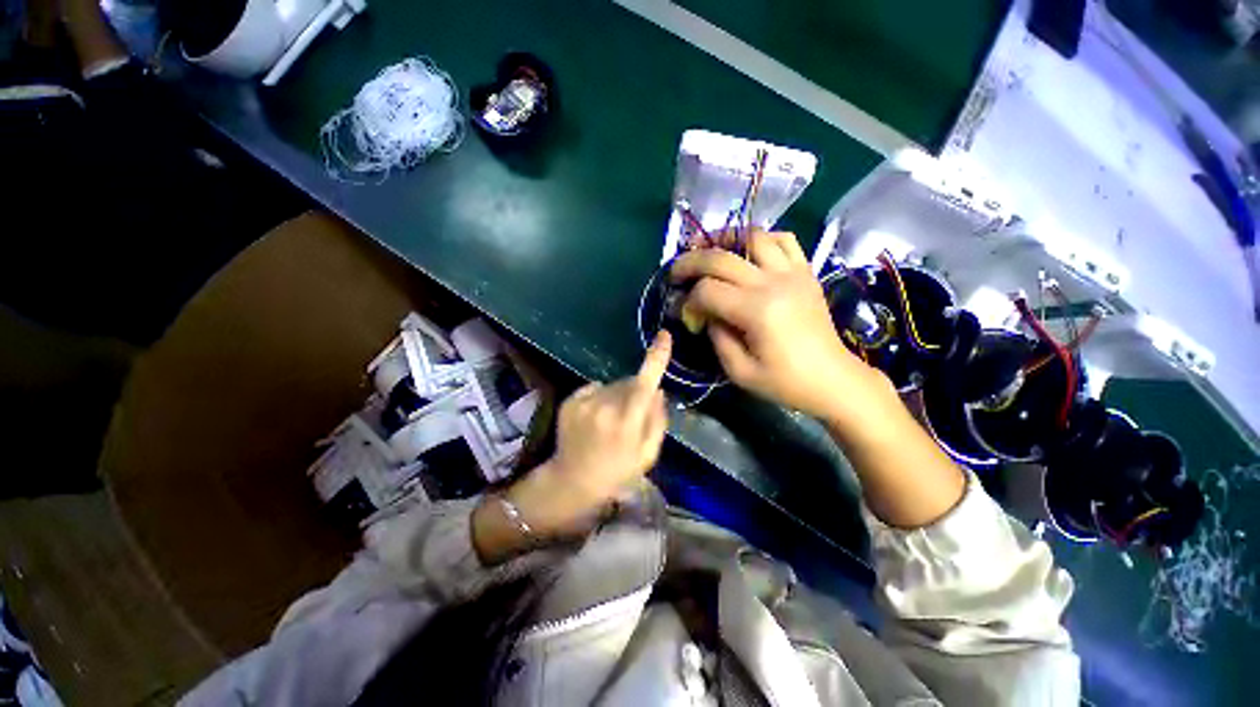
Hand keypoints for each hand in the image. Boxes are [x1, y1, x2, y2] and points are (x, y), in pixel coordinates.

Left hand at [507, 331, 671, 534]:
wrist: (572, 481)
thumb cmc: (617, 472)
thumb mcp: (648, 454)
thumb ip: (657, 420)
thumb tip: (658, 391)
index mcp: (627, 421)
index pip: (646, 381)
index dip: (657, 357)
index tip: (664, 335)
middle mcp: (605, 405)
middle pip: (629, 382)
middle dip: (636, 391)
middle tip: (631, 416)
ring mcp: (584, 402)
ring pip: (612, 385)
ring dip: (617, 396)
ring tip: (610, 422)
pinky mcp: (570, 401)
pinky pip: (594, 388)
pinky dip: (600, 397)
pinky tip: (595, 419)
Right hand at [671, 230, 889, 421]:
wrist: (833, 379)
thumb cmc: (784, 382)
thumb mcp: (739, 371)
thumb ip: (716, 336)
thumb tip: (706, 313)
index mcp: (756, 311)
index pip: (707, 290)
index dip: (689, 300)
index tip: (685, 313)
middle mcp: (773, 283)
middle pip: (721, 257)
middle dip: (690, 262)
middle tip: (676, 272)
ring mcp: (793, 273)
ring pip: (753, 237)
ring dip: (725, 239)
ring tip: (709, 248)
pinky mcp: (806, 272)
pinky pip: (784, 240)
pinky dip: (762, 239)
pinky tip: (748, 251)